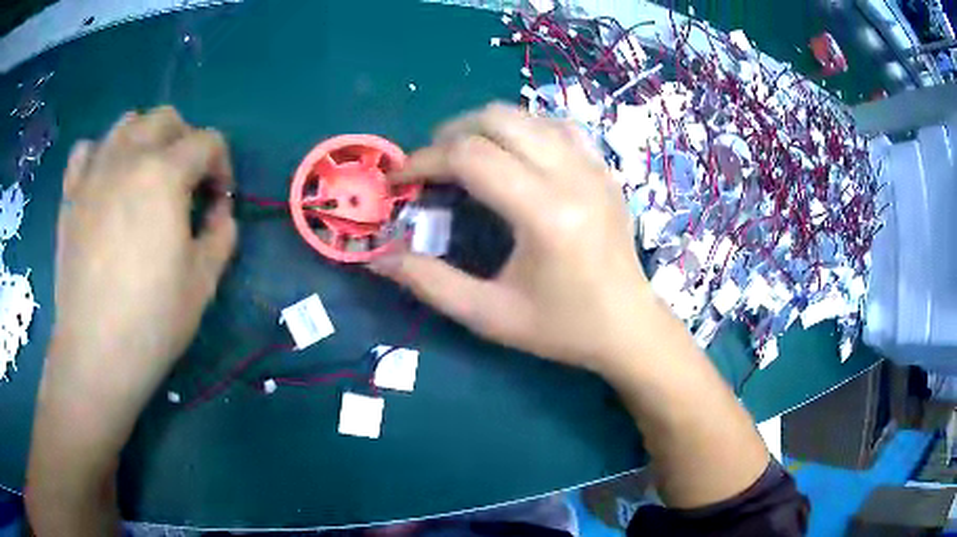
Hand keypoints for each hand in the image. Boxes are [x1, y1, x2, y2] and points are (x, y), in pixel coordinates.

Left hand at [46, 106, 236, 416]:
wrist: (95, 353)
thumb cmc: (152, 320)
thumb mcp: (204, 280)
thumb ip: (222, 232)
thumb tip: (219, 210)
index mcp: (165, 173)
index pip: (208, 141)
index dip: (222, 165)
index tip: (219, 199)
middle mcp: (128, 157)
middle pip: (166, 118)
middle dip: (185, 142)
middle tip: (185, 183)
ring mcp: (94, 171)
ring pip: (126, 123)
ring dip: (144, 139)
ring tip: (145, 177)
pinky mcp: (71, 193)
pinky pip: (87, 150)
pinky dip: (101, 155)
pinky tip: (105, 181)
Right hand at [370, 104, 652, 373]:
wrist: (629, 325)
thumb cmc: (562, 327)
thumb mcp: (490, 315)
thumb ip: (430, 283)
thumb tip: (378, 259)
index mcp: (545, 213)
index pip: (470, 156)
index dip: (424, 160)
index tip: (399, 178)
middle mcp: (572, 175)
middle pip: (497, 119)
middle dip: (450, 134)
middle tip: (430, 166)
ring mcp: (593, 165)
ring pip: (526, 115)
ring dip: (484, 127)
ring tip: (464, 157)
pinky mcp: (603, 167)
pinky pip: (557, 125)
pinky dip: (523, 129)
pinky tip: (513, 154)